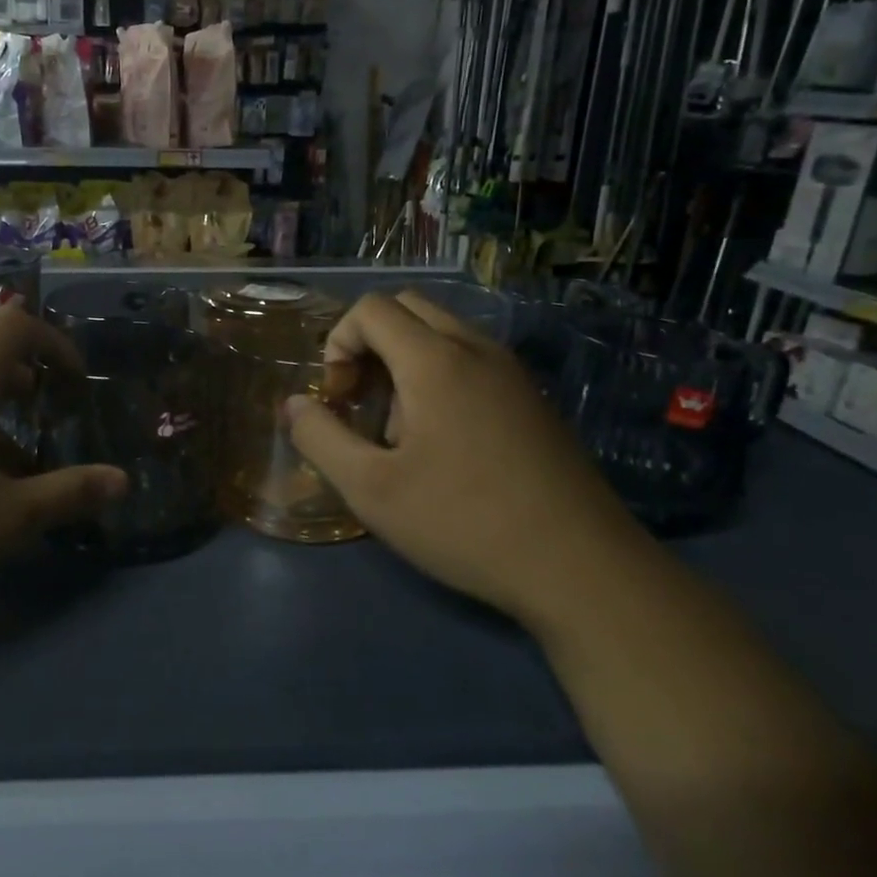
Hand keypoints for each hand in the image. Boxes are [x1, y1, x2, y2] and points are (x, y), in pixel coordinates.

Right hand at [285, 290, 649, 625]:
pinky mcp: (532, 399)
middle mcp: (476, 350)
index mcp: (435, 361)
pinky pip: (471, 359)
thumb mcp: (371, 489)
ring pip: (441, 332)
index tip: (339, 398)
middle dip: (369, 343)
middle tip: (362, 401)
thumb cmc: (465, 523)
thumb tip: (293, 404)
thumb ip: (320, 438)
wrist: (583, 568)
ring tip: (399, 429)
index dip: (338, 343)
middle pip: (407, 308)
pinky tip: (443, 442)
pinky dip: (439, 375)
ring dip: (404, 360)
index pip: (371, 309)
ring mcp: (512, 373)